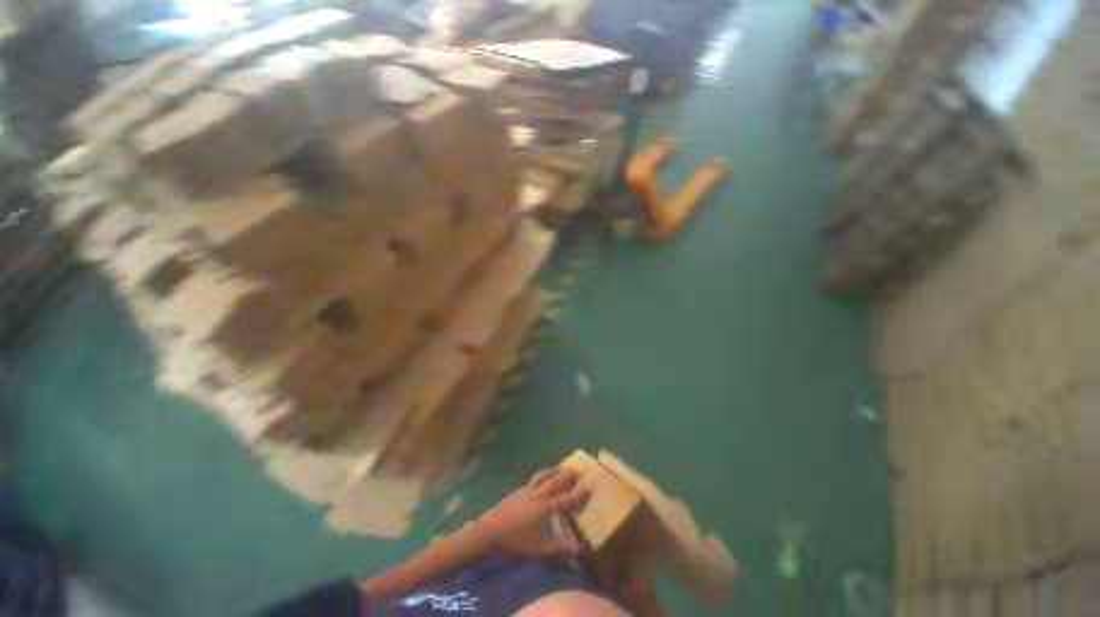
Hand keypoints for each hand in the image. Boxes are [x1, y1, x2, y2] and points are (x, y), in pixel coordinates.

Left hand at [473, 468, 590, 557]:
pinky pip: (534, 479)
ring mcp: (527, 491)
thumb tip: (581, 549)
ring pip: (544, 476)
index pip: (567, 498)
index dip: (580, 491)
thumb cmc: (514, 543)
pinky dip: (542, 475)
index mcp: (546, 508)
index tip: (590, 483)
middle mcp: (539, 495)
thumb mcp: (538, 551)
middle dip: (569, 475)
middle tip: (578, 470)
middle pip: (556, 481)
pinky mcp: (517, 491)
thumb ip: (559, 549)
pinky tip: (541, 478)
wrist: (488, 532)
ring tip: (562, 467)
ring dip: (555, 470)